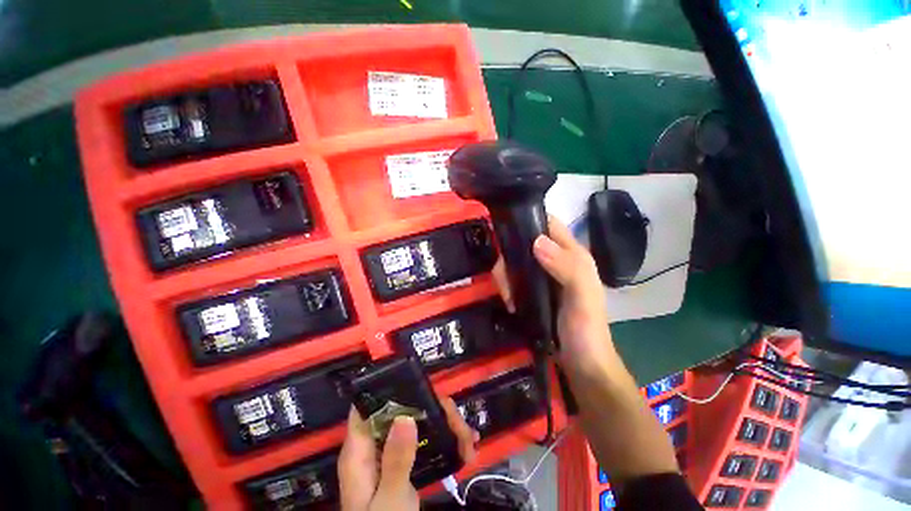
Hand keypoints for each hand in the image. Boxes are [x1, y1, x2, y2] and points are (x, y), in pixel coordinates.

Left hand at [338, 399, 478, 510]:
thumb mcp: (389, 498)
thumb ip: (396, 460)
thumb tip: (405, 416)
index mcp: (360, 449)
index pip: (368, 406)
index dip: (388, 390)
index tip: (418, 384)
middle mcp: (376, 444)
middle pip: (404, 411)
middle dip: (434, 412)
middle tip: (459, 425)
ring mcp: (393, 452)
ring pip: (420, 423)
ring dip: (447, 427)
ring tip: (469, 441)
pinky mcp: (406, 462)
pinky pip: (427, 441)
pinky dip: (446, 441)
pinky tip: (465, 447)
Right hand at [493, 216, 615, 374]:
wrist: (582, 364)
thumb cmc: (586, 330)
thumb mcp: (582, 297)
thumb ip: (567, 268)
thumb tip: (536, 242)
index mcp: (572, 255)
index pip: (549, 224)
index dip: (529, 220)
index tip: (506, 228)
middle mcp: (557, 260)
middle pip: (525, 242)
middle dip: (510, 255)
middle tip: (503, 277)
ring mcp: (544, 276)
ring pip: (516, 261)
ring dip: (506, 274)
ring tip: (507, 295)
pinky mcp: (534, 290)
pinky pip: (514, 278)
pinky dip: (507, 285)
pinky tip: (509, 300)